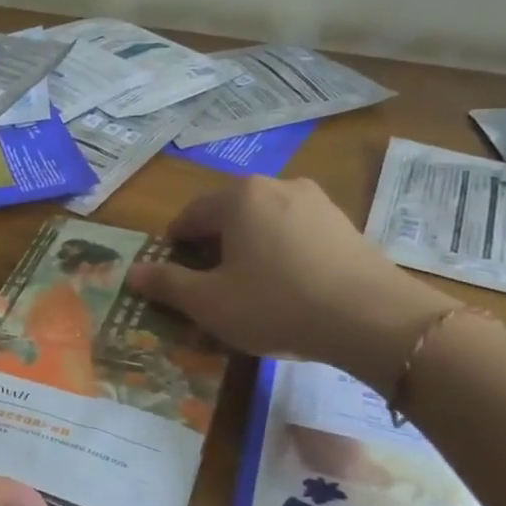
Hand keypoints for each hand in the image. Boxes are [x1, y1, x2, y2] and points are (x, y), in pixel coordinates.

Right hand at [127, 177, 458, 390]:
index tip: (174, 276)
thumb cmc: (276, 304)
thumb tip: (132, 272)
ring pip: (264, 223)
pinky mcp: (344, 224)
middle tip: (210, 287)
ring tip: (250, 290)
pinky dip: (281, 254)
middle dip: (213, 248)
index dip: (175, 246)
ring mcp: (316, 202)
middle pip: (228, 216)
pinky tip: (289, 288)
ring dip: (248, 251)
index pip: (190, 215)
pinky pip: (296, 234)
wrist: (373, 319)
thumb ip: (167, 284)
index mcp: (238, 197)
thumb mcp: (210, 302)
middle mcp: (276, 186)